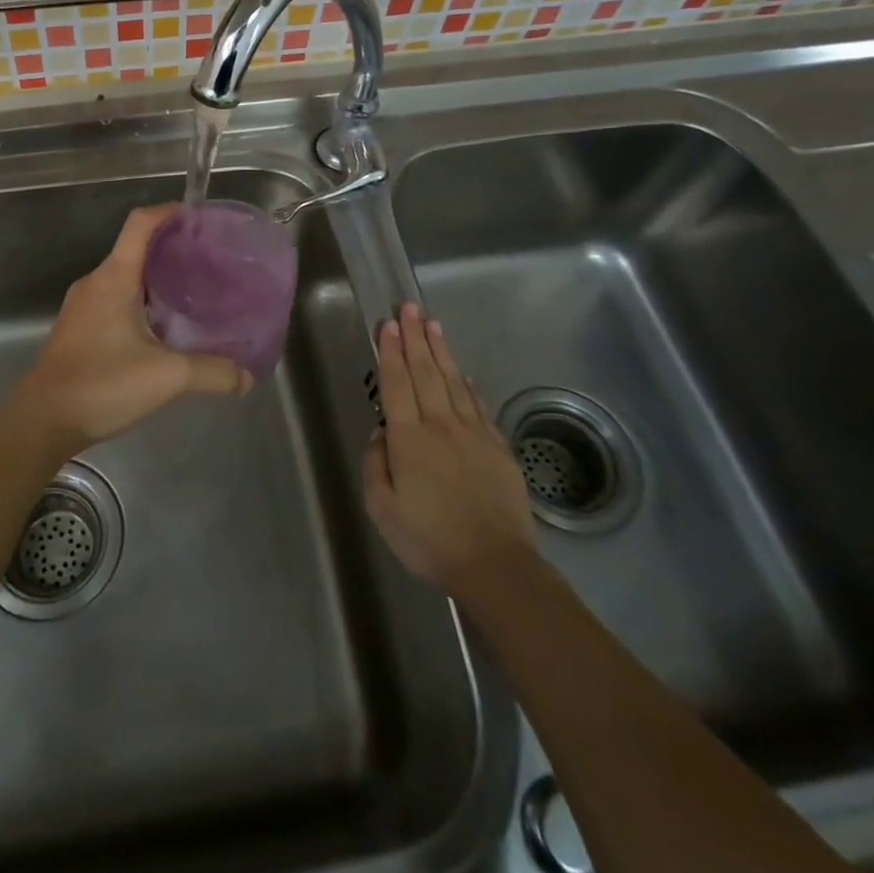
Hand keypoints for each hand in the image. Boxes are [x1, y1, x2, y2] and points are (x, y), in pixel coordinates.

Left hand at [12, 205, 250, 448]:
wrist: (42, 420)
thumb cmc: (102, 384)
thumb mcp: (167, 377)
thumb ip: (212, 373)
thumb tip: (246, 377)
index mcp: (114, 278)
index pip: (140, 224)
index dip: (169, 212)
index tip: (199, 217)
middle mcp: (95, 283)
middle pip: (135, 249)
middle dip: (171, 250)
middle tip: (208, 263)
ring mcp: (83, 306)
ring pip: (125, 278)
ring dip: (157, 280)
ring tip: (192, 295)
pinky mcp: (78, 329)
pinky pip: (115, 300)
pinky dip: (141, 303)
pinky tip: (163, 329)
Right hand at [362, 303, 535, 594]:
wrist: (495, 565)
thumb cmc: (429, 539)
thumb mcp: (382, 509)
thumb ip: (376, 464)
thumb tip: (382, 432)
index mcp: (409, 439)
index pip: (397, 384)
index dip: (391, 352)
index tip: (387, 325)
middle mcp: (440, 425)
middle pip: (425, 372)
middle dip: (414, 338)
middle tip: (408, 308)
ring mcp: (473, 434)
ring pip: (453, 382)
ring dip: (441, 351)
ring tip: (432, 324)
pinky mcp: (497, 448)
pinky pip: (479, 406)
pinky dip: (468, 385)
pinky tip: (463, 372)